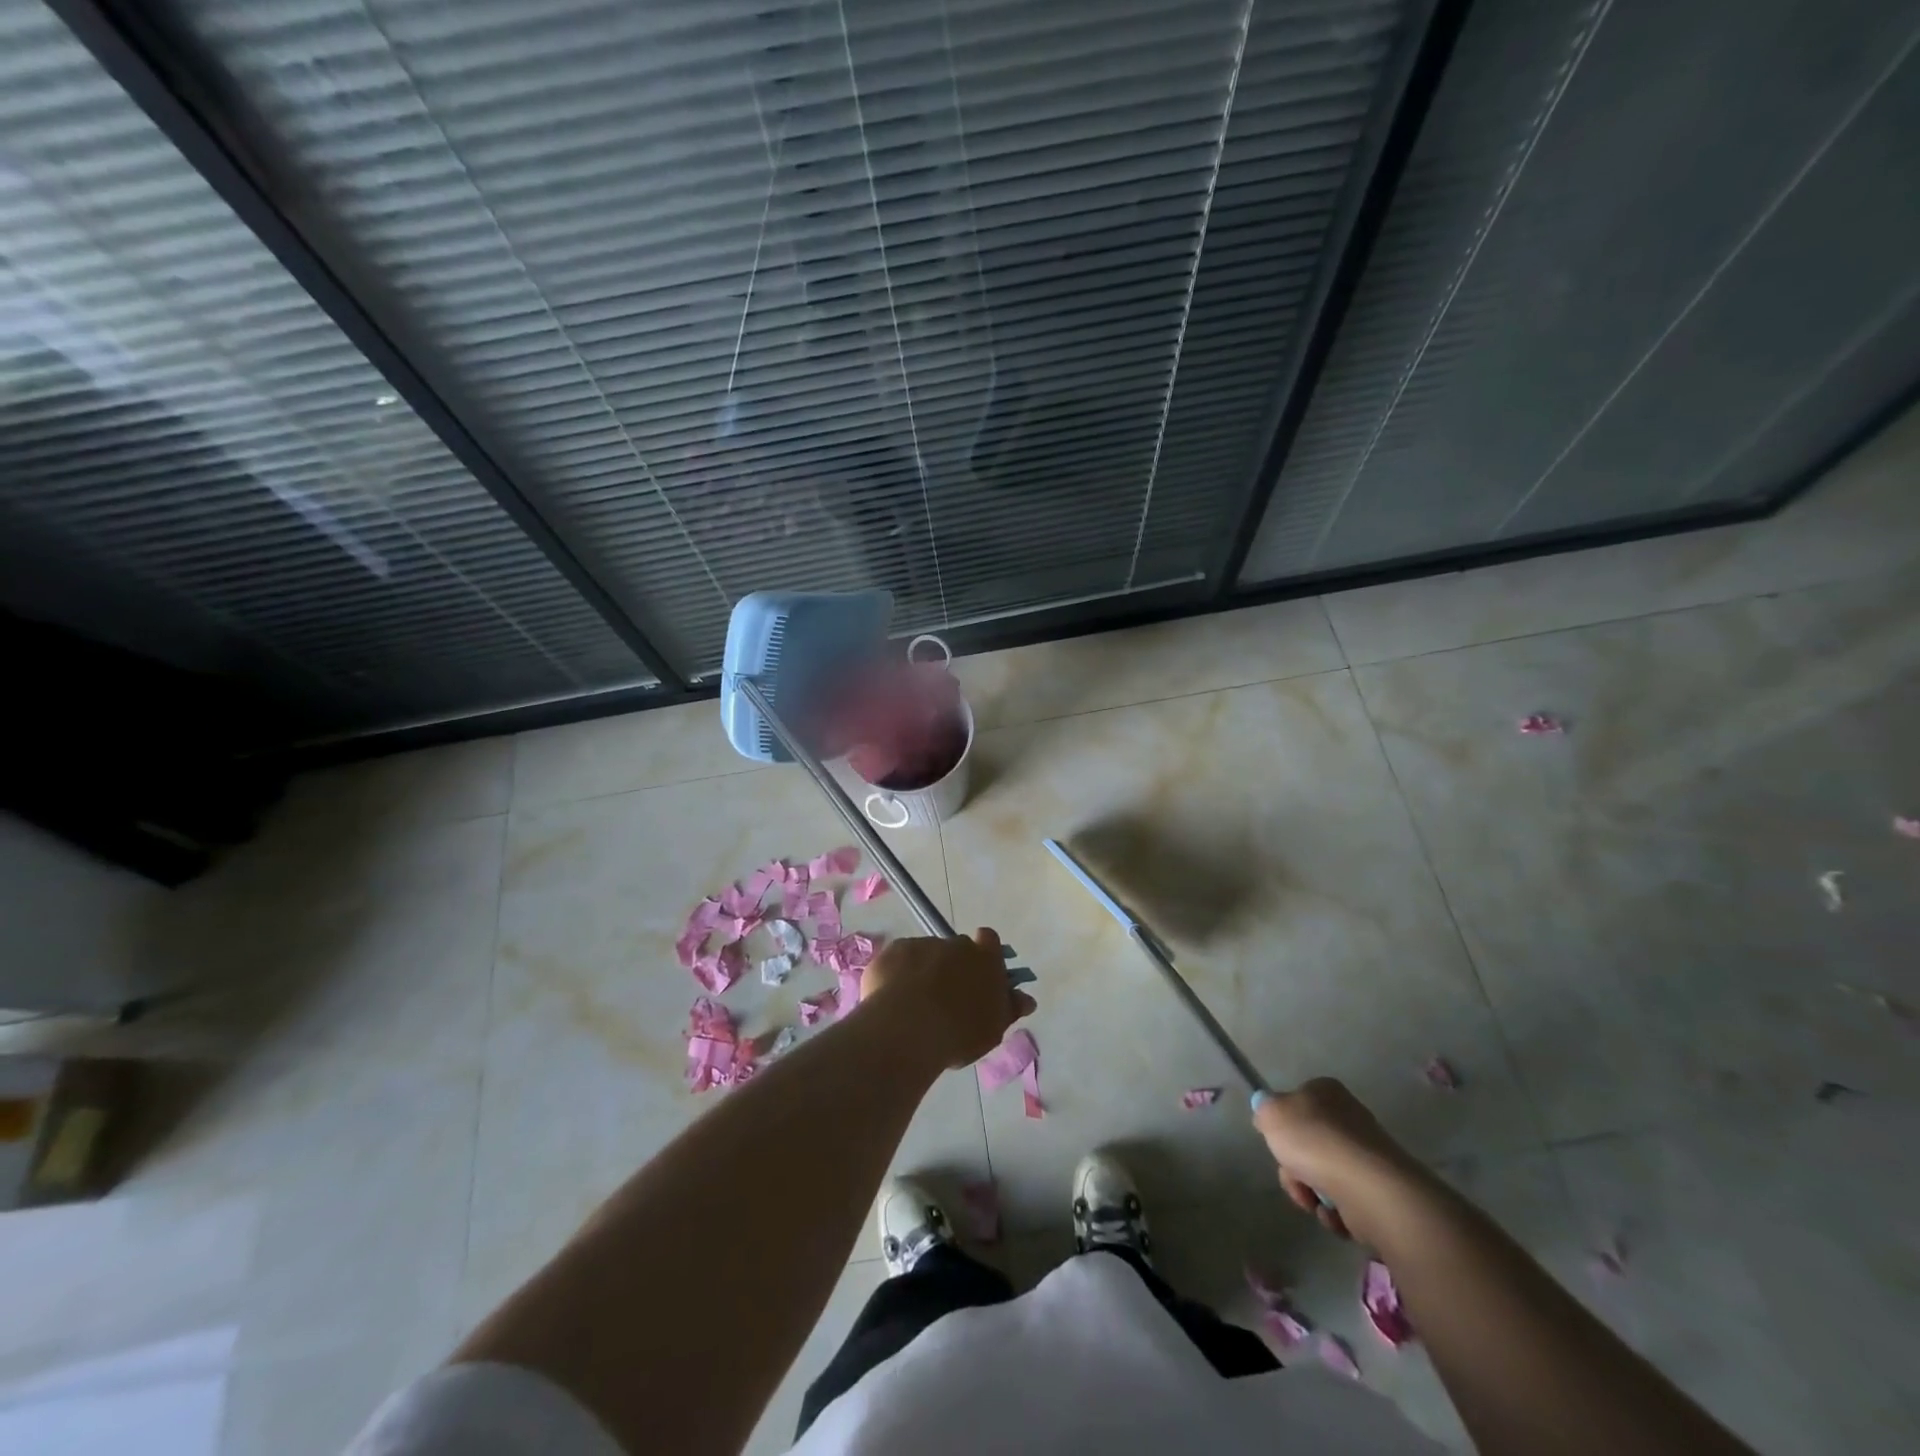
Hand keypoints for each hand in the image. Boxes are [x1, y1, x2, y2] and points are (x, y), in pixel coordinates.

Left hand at [860, 928, 1035, 1069]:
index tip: (979, 974)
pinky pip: (899, 960)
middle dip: (953, 965)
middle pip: (957, 948)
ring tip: (914, 1005)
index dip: (985, 953)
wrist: (908, 1028)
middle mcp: (955, 944)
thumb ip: (1010, 1008)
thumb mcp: (993, 1028)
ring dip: (924, 971)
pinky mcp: (893, 951)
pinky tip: (892, 1000)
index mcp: (985, 958)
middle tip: (946, 997)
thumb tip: (1027, 999)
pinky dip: (897, 974)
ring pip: (926, 954)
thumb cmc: (959, 1032)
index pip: (990, 941)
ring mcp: (922, 944)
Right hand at [1251, 1078, 1431, 1242]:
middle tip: (1294, 1176)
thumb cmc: (1315, 1142)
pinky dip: (1334, 1211)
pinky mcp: (1378, 1190)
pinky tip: (1335, 1214)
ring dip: (1311, 1192)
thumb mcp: (1271, 1114)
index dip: (1283, 1126)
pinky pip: (1344, 1201)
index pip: (1297, 1103)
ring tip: (1315, 1201)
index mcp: (1326, 1092)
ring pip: (1323, 1175)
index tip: (1278, 1143)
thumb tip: (1268, 1116)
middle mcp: (1349, 1118)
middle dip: (1295, 1168)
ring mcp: (1366, 1156)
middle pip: (1307, 1145)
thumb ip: (1264, 1110)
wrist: (1369, 1189)